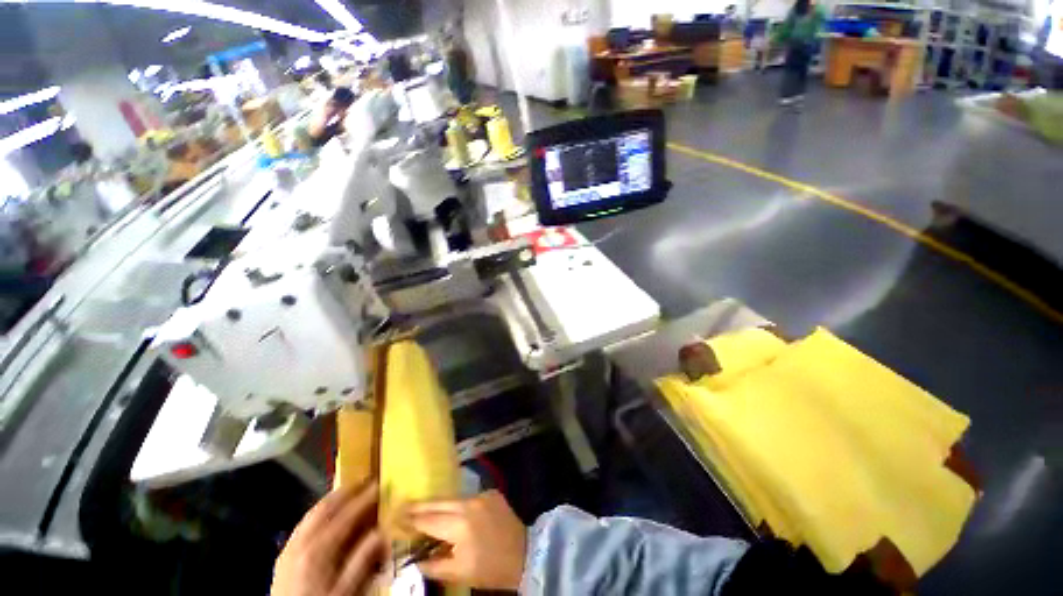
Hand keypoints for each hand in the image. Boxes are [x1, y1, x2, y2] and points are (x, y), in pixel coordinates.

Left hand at [272, 481, 386, 595]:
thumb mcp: (345, 592)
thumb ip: (362, 561)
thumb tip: (382, 532)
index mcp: (318, 551)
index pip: (346, 515)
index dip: (365, 499)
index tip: (380, 486)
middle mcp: (301, 544)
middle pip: (325, 508)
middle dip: (347, 491)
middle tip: (365, 481)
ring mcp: (289, 549)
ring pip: (312, 513)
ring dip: (332, 499)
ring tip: (349, 491)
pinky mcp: (284, 557)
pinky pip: (303, 525)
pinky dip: (319, 513)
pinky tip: (326, 516)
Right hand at [404, 490, 526, 590]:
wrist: (525, 553)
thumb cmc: (490, 568)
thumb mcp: (459, 572)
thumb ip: (434, 565)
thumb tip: (414, 560)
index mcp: (459, 525)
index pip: (428, 521)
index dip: (411, 520)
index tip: (395, 517)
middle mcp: (469, 504)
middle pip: (438, 502)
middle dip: (420, 505)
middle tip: (403, 505)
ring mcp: (482, 495)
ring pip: (453, 497)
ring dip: (438, 503)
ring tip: (422, 507)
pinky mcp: (492, 492)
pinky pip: (469, 497)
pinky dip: (457, 503)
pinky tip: (451, 510)